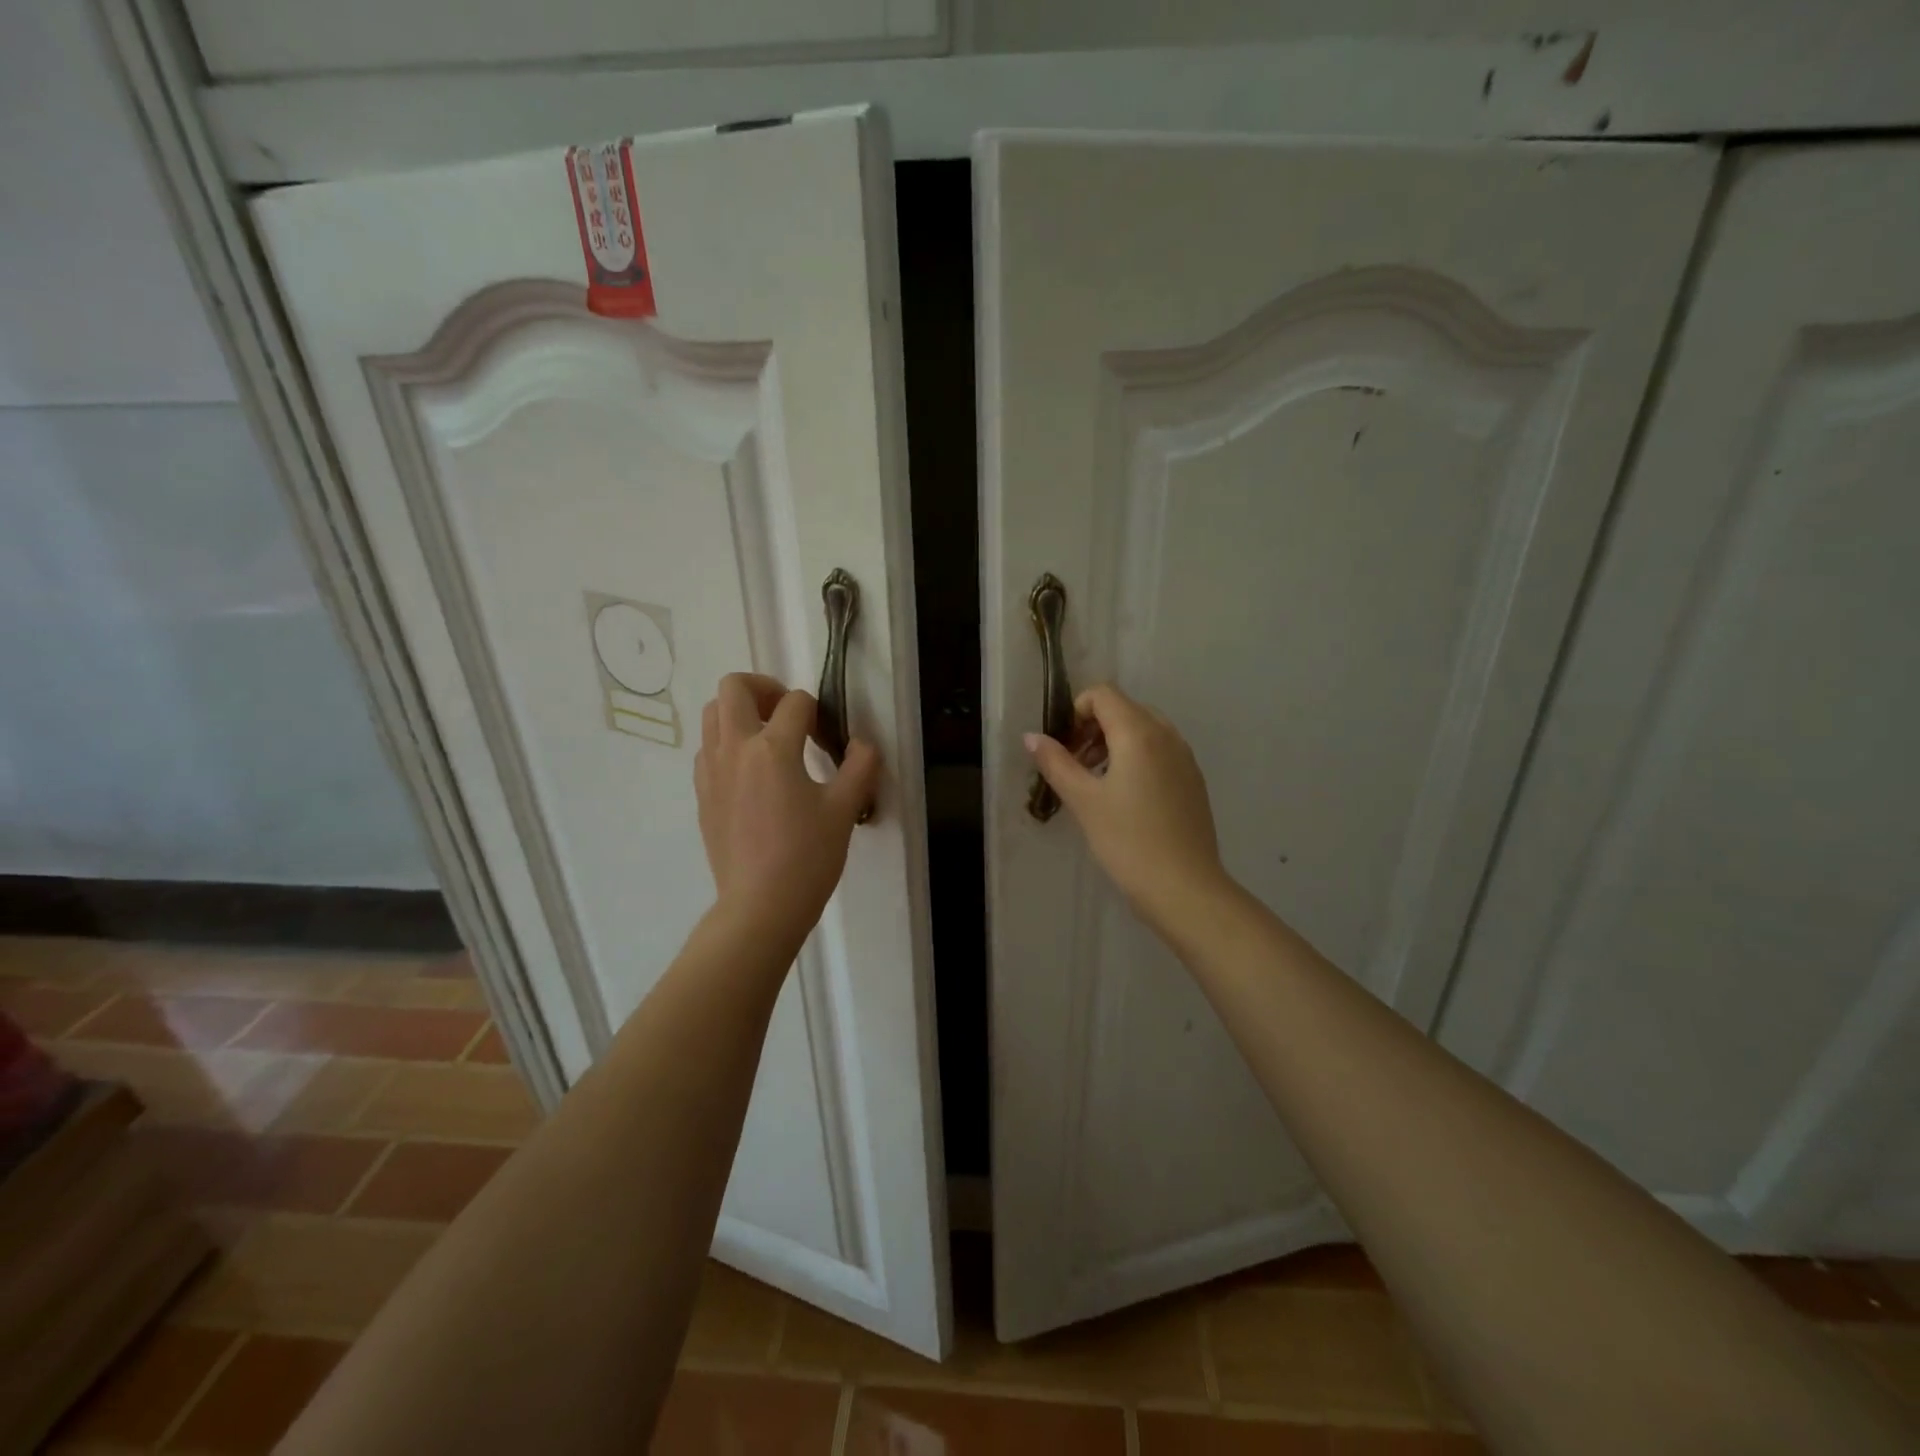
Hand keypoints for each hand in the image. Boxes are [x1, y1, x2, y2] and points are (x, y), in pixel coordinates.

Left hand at [695, 673, 881, 948]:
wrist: (760, 907)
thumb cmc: (807, 857)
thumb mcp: (845, 809)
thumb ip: (860, 766)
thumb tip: (863, 743)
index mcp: (772, 748)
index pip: (795, 702)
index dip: (817, 712)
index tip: (827, 740)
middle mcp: (734, 749)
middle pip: (734, 687)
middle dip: (764, 688)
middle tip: (788, 715)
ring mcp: (712, 771)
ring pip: (713, 714)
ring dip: (741, 713)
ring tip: (768, 740)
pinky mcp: (702, 794)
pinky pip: (708, 749)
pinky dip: (728, 744)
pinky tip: (752, 774)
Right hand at [1025, 683, 1232, 937]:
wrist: (1185, 888)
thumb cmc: (1127, 841)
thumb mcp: (1083, 801)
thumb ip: (1056, 762)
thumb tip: (1031, 736)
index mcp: (1139, 733)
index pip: (1104, 695)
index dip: (1076, 711)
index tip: (1063, 746)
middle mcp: (1167, 735)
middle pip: (1125, 709)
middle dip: (1094, 727)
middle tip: (1074, 764)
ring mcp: (1185, 758)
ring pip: (1145, 730)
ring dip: (1115, 743)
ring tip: (1096, 782)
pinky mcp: (1193, 781)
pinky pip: (1161, 751)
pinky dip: (1137, 758)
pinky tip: (1125, 799)